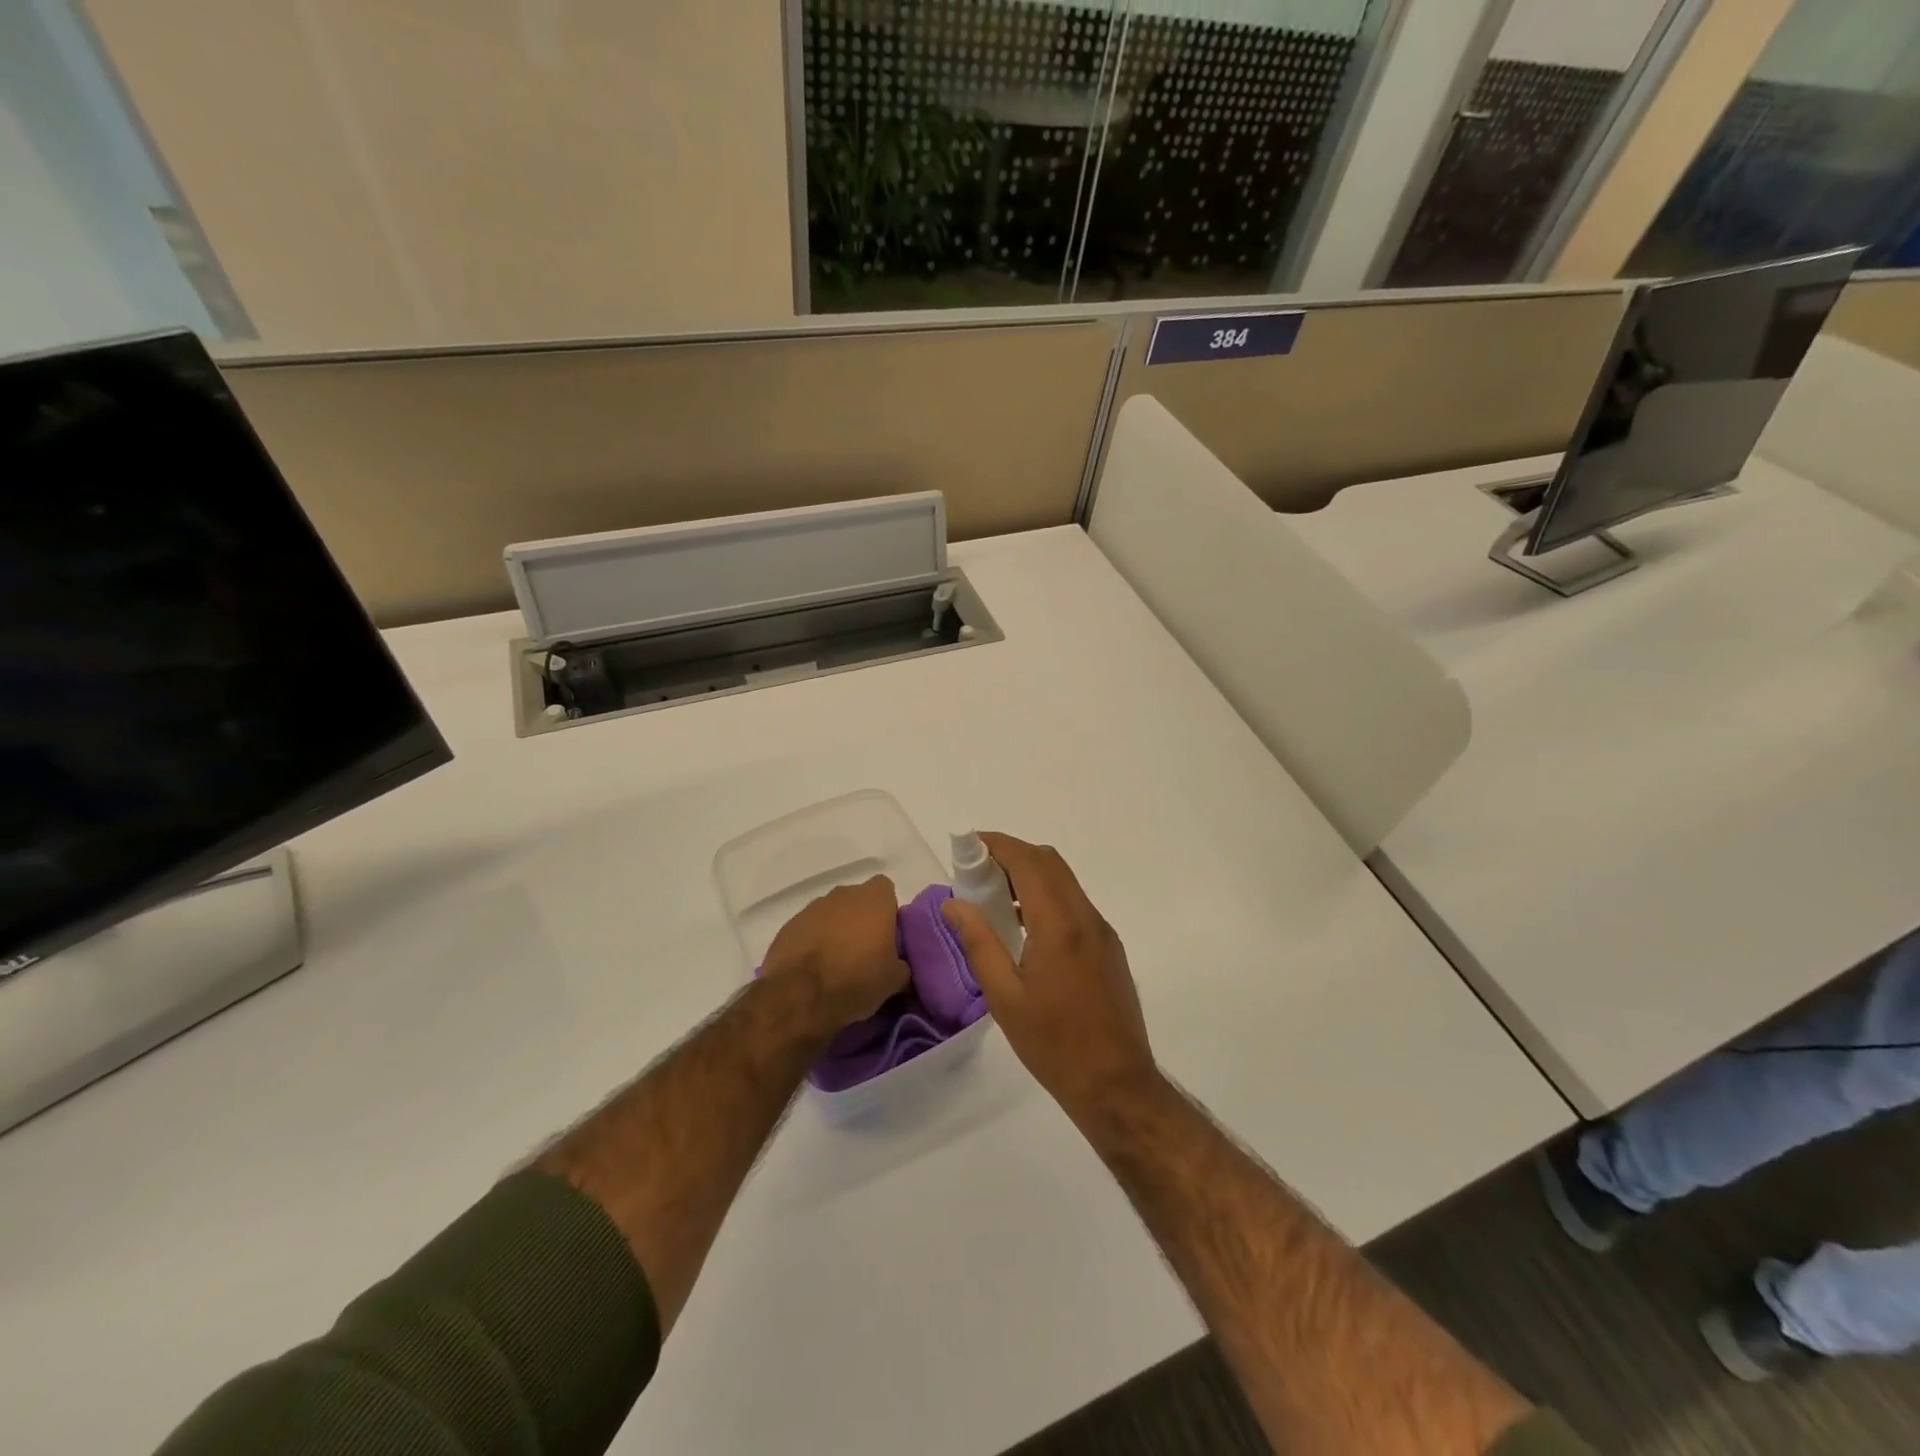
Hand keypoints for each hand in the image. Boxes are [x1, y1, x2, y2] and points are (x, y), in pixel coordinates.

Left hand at [761, 876, 910, 1037]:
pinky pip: (809, 928)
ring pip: (831, 913)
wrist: (800, 996)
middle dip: (860, 919)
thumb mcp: (894, 980)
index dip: (887, 910)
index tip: (887, 935)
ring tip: (836, 962)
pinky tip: (812, 967)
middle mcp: (843, 894)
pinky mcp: (789, 925)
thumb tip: (898, 966)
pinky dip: (812, 941)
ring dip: (835, 930)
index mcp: (874, 899)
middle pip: (857, 900)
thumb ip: (901, 964)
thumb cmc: (856, 980)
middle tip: (864, 950)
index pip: (886, 889)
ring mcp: (813, 907)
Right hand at [942, 834, 1157, 1118]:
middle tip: (977, 872)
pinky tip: (1025, 929)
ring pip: (1065, 882)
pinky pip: (1075, 905)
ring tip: (995, 900)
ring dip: (1031, 876)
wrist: (1116, 1085)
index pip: (1029, 862)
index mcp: (1060, 925)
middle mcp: (1086, 918)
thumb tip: (954, 904)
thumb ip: (979, 943)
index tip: (968, 844)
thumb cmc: (1053, 1044)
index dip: (998, 844)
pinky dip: (1047, 898)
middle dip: (1013, 855)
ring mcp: (1102, 931)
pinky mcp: (1109, 948)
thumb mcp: (1004, 997)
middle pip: (1050, 862)